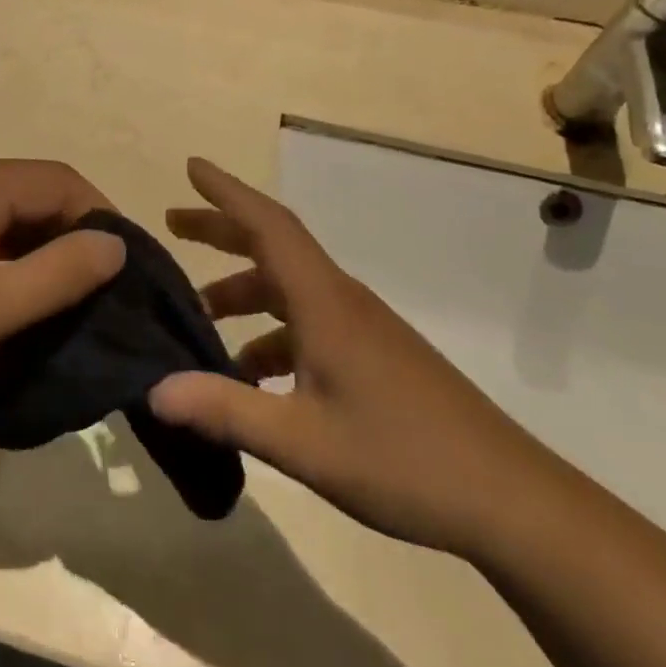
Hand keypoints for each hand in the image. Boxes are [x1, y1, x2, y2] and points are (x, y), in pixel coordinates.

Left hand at [0, 160, 125, 420]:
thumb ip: (58, 274)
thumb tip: (116, 243)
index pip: (60, 180)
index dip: (100, 219)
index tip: (123, 272)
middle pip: (31, 197)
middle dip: (69, 241)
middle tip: (95, 297)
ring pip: (2, 220)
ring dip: (34, 256)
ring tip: (56, 308)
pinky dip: (0, 265)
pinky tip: (4, 306)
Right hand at [146, 159, 557, 558]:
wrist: (512, 501)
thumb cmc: (404, 459)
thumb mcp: (302, 442)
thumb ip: (225, 410)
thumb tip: (153, 389)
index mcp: (325, 302)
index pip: (269, 225)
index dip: (227, 192)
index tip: (192, 165)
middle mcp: (341, 301)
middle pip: (274, 247)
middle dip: (221, 231)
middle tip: (173, 225)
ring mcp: (362, 329)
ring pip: (289, 290)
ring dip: (242, 293)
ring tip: (199, 319)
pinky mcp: (374, 357)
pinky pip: (308, 325)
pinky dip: (270, 336)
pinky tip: (252, 379)